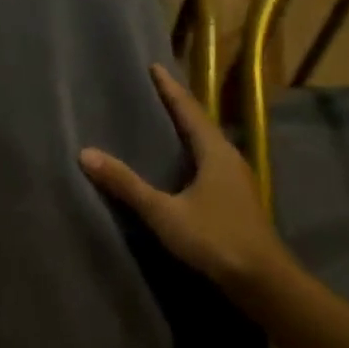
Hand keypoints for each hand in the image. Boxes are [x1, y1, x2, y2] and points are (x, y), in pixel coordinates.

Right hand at [80, 64, 292, 293]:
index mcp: (216, 152)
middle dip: (179, 106)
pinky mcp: (237, 200)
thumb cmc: (215, 238)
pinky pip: (210, 163)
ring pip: (208, 144)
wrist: (262, 281)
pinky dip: (193, 153)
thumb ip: (126, 184)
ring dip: (187, 130)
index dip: (171, 89)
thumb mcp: (164, 212)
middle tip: (155, 90)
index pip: (189, 111)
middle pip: (201, 123)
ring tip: (164, 122)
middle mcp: (230, 159)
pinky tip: (181, 165)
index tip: (155, 67)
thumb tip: (86, 153)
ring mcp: (237, 181)